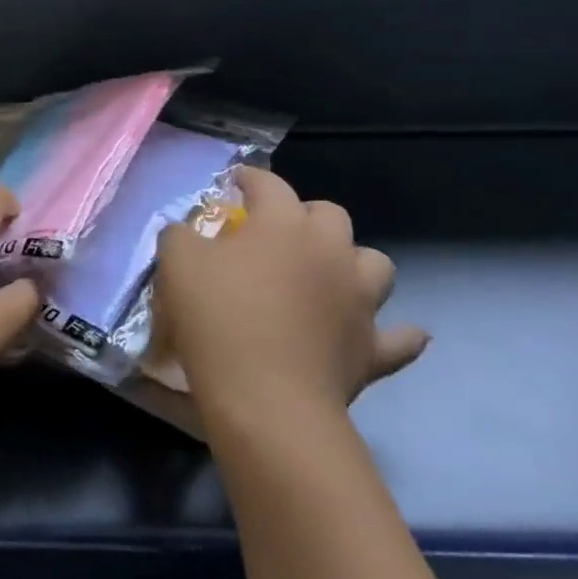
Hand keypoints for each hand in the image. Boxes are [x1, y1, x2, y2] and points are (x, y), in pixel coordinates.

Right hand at [155, 168, 428, 415]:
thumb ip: (181, 234)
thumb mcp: (176, 262)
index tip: (235, 183)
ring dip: (353, 263)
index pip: (268, 184)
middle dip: (305, 215)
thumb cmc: (218, 318)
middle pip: (329, 215)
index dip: (250, 179)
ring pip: (375, 264)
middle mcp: (330, 251)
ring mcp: (359, 300)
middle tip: (276, 234)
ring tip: (327, 275)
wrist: (266, 399)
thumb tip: (189, 231)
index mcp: (283, 224)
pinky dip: (394, 332)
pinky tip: (376, 331)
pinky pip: (401, 338)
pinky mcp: (373, 349)